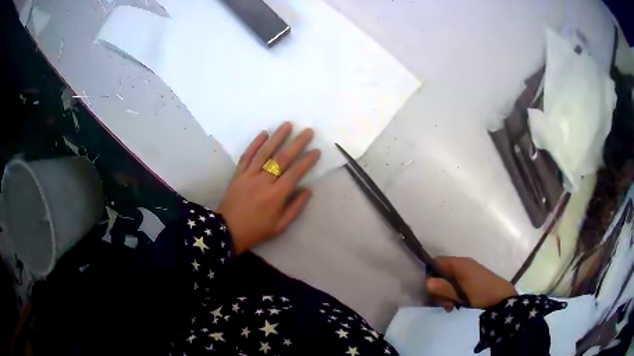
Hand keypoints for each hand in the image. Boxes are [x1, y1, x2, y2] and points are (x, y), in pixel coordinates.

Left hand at [217, 122, 320, 255]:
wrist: (228, 230)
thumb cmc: (257, 229)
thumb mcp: (280, 226)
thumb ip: (295, 207)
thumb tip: (307, 189)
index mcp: (275, 196)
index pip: (295, 173)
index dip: (307, 161)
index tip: (316, 150)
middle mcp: (263, 182)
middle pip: (282, 159)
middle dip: (297, 144)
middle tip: (308, 131)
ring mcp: (249, 176)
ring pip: (265, 153)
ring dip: (277, 137)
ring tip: (287, 125)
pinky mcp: (238, 174)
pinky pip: (247, 156)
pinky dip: (255, 143)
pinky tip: (264, 133)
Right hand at [426, 257, 516, 310]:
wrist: (501, 297)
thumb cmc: (480, 294)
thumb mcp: (459, 294)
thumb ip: (443, 288)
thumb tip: (426, 282)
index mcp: (459, 263)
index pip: (436, 262)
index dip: (430, 275)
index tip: (430, 291)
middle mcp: (462, 264)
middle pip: (440, 273)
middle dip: (438, 289)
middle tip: (443, 303)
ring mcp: (468, 271)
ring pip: (448, 280)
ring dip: (445, 294)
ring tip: (450, 306)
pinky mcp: (472, 278)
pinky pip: (456, 283)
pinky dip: (453, 293)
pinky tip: (456, 305)